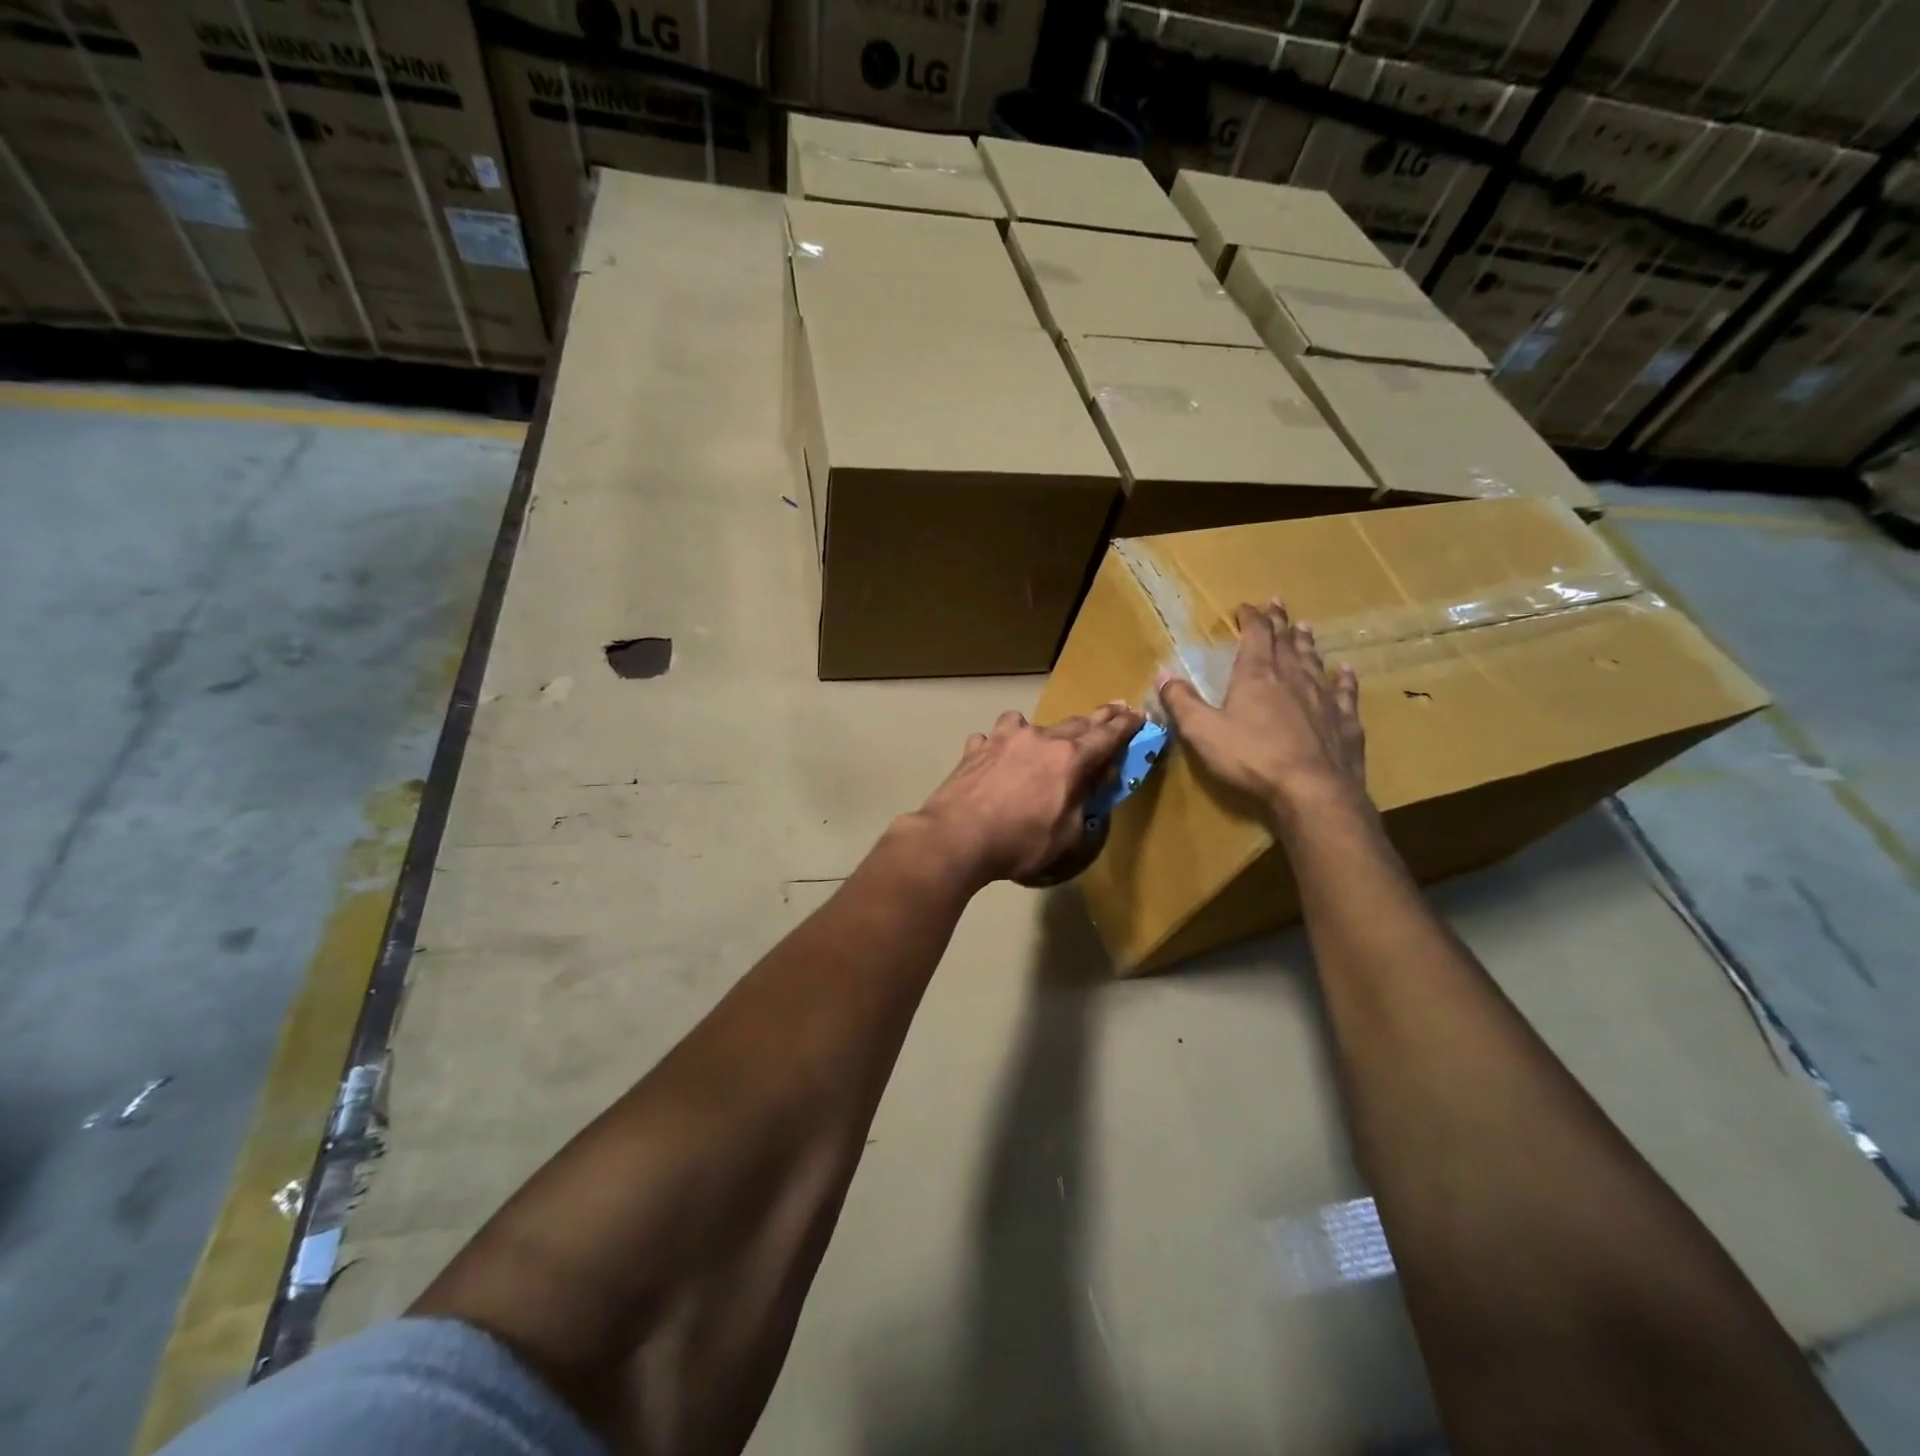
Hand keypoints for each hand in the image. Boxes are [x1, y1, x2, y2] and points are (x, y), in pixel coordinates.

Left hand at [914, 704, 1142, 884]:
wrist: (957, 837)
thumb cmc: (1020, 842)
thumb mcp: (1067, 833)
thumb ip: (1082, 803)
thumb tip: (1089, 785)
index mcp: (1069, 758)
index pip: (1106, 736)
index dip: (1125, 726)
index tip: (1137, 714)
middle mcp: (1039, 739)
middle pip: (1075, 723)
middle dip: (1097, 718)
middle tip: (1113, 711)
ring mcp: (1003, 739)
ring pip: (1028, 722)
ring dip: (1041, 730)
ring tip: (1042, 739)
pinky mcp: (976, 749)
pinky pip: (992, 738)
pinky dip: (998, 745)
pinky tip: (993, 757)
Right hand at [1158, 601, 1367, 829]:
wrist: (1312, 790)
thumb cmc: (1251, 757)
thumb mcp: (1202, 731)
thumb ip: (1181, 702)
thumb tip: (1162, 674)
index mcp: (1257, 675)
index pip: (1255, 635)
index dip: (1250, 618)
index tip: (1245, 606)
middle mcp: (1292, 677)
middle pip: (1286, 642)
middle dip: (1279, 622)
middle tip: (1277, 603)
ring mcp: (1323, 698)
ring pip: (1314, 661)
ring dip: (1307, 644)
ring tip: (1305, 628)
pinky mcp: (1345, 721)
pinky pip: (1345, 692)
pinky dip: (1344, 679)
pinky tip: (1347, 671)